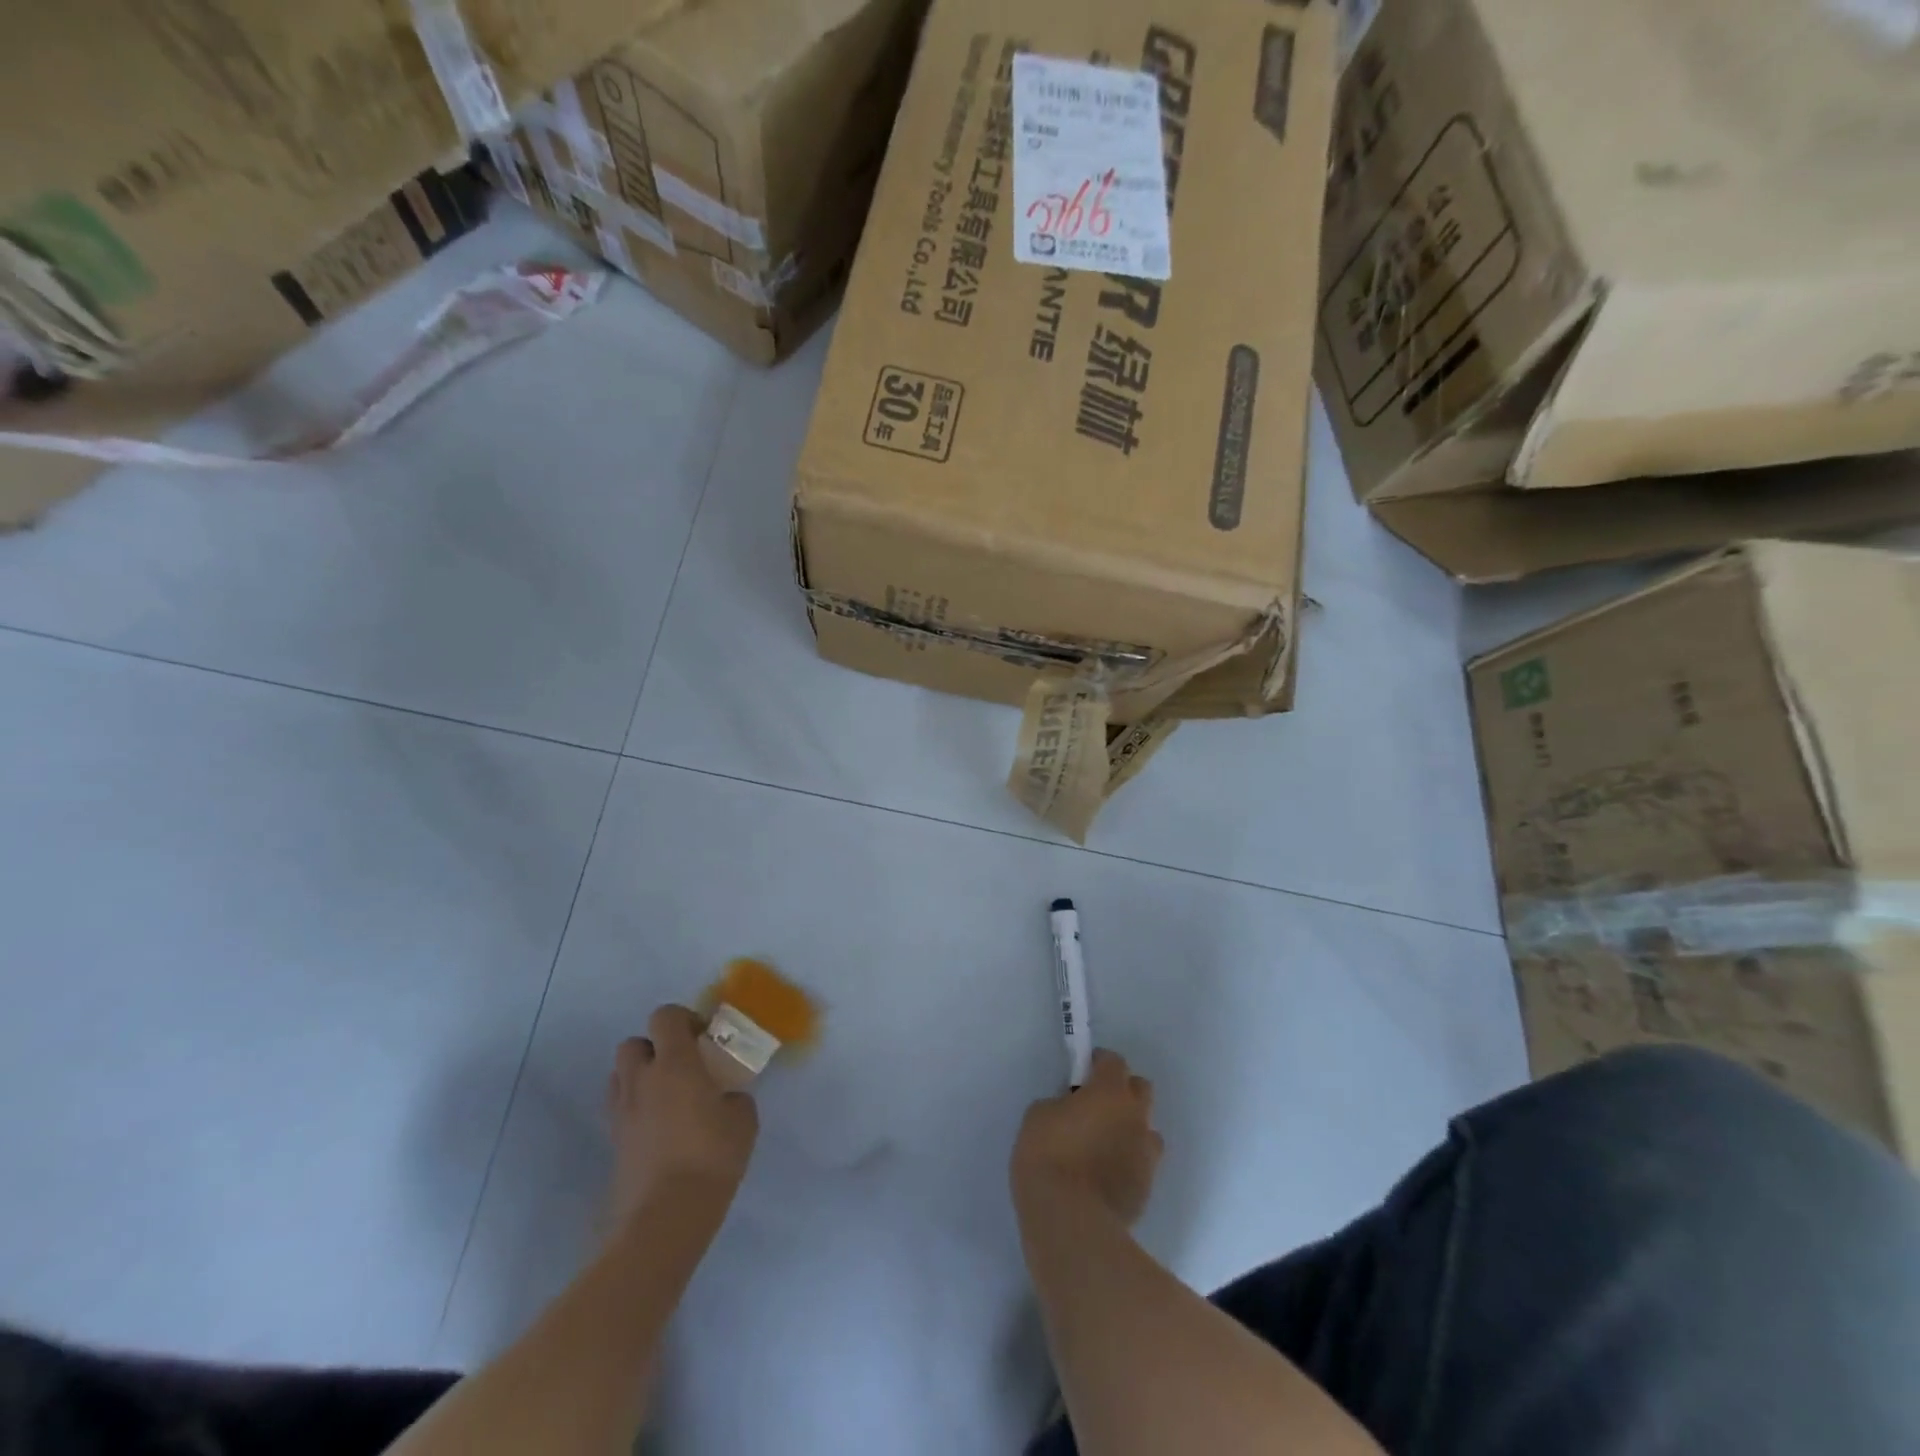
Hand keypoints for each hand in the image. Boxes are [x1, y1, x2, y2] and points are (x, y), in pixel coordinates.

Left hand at [606, 1005, 758, 1232]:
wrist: (665, 1219)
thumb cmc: (711, 1158)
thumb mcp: (744, 1119)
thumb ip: (735, 1096)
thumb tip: (725, 1098)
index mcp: (674, 1063)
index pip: (665, 1016)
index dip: (684, 1019)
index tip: (704, 1039)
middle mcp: (641, 1080)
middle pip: (633, 1043)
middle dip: (655, 1047)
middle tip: (683, 1066)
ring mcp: (622, 1112)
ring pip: (621, 1075)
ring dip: (641, 1076)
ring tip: (668, 1096)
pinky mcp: (613, 1142)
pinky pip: (620, 1108)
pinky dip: (635, 1106)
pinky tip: (659, 1126)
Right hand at [1011, 1049, 1163, 1225]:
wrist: (1071, 1223)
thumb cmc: (1049, 1157)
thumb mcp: (1039, 1115)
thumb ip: (1060, 1103)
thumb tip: (1071, 1110)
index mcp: (1110, 1091)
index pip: (1114, 1061)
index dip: (1097, 1063)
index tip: (1081, 1074)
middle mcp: (1136, 1116)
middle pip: (1140, 1089)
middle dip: (1122, 1091)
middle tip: (1095, 1106)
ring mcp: (1146, 1154)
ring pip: (1146, 1129)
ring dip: (1129, 1129)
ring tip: (1102, 1146)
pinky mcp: (1147, 1189)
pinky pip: (1141, 1163)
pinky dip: (1127, 1162)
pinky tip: (1104, 1177)